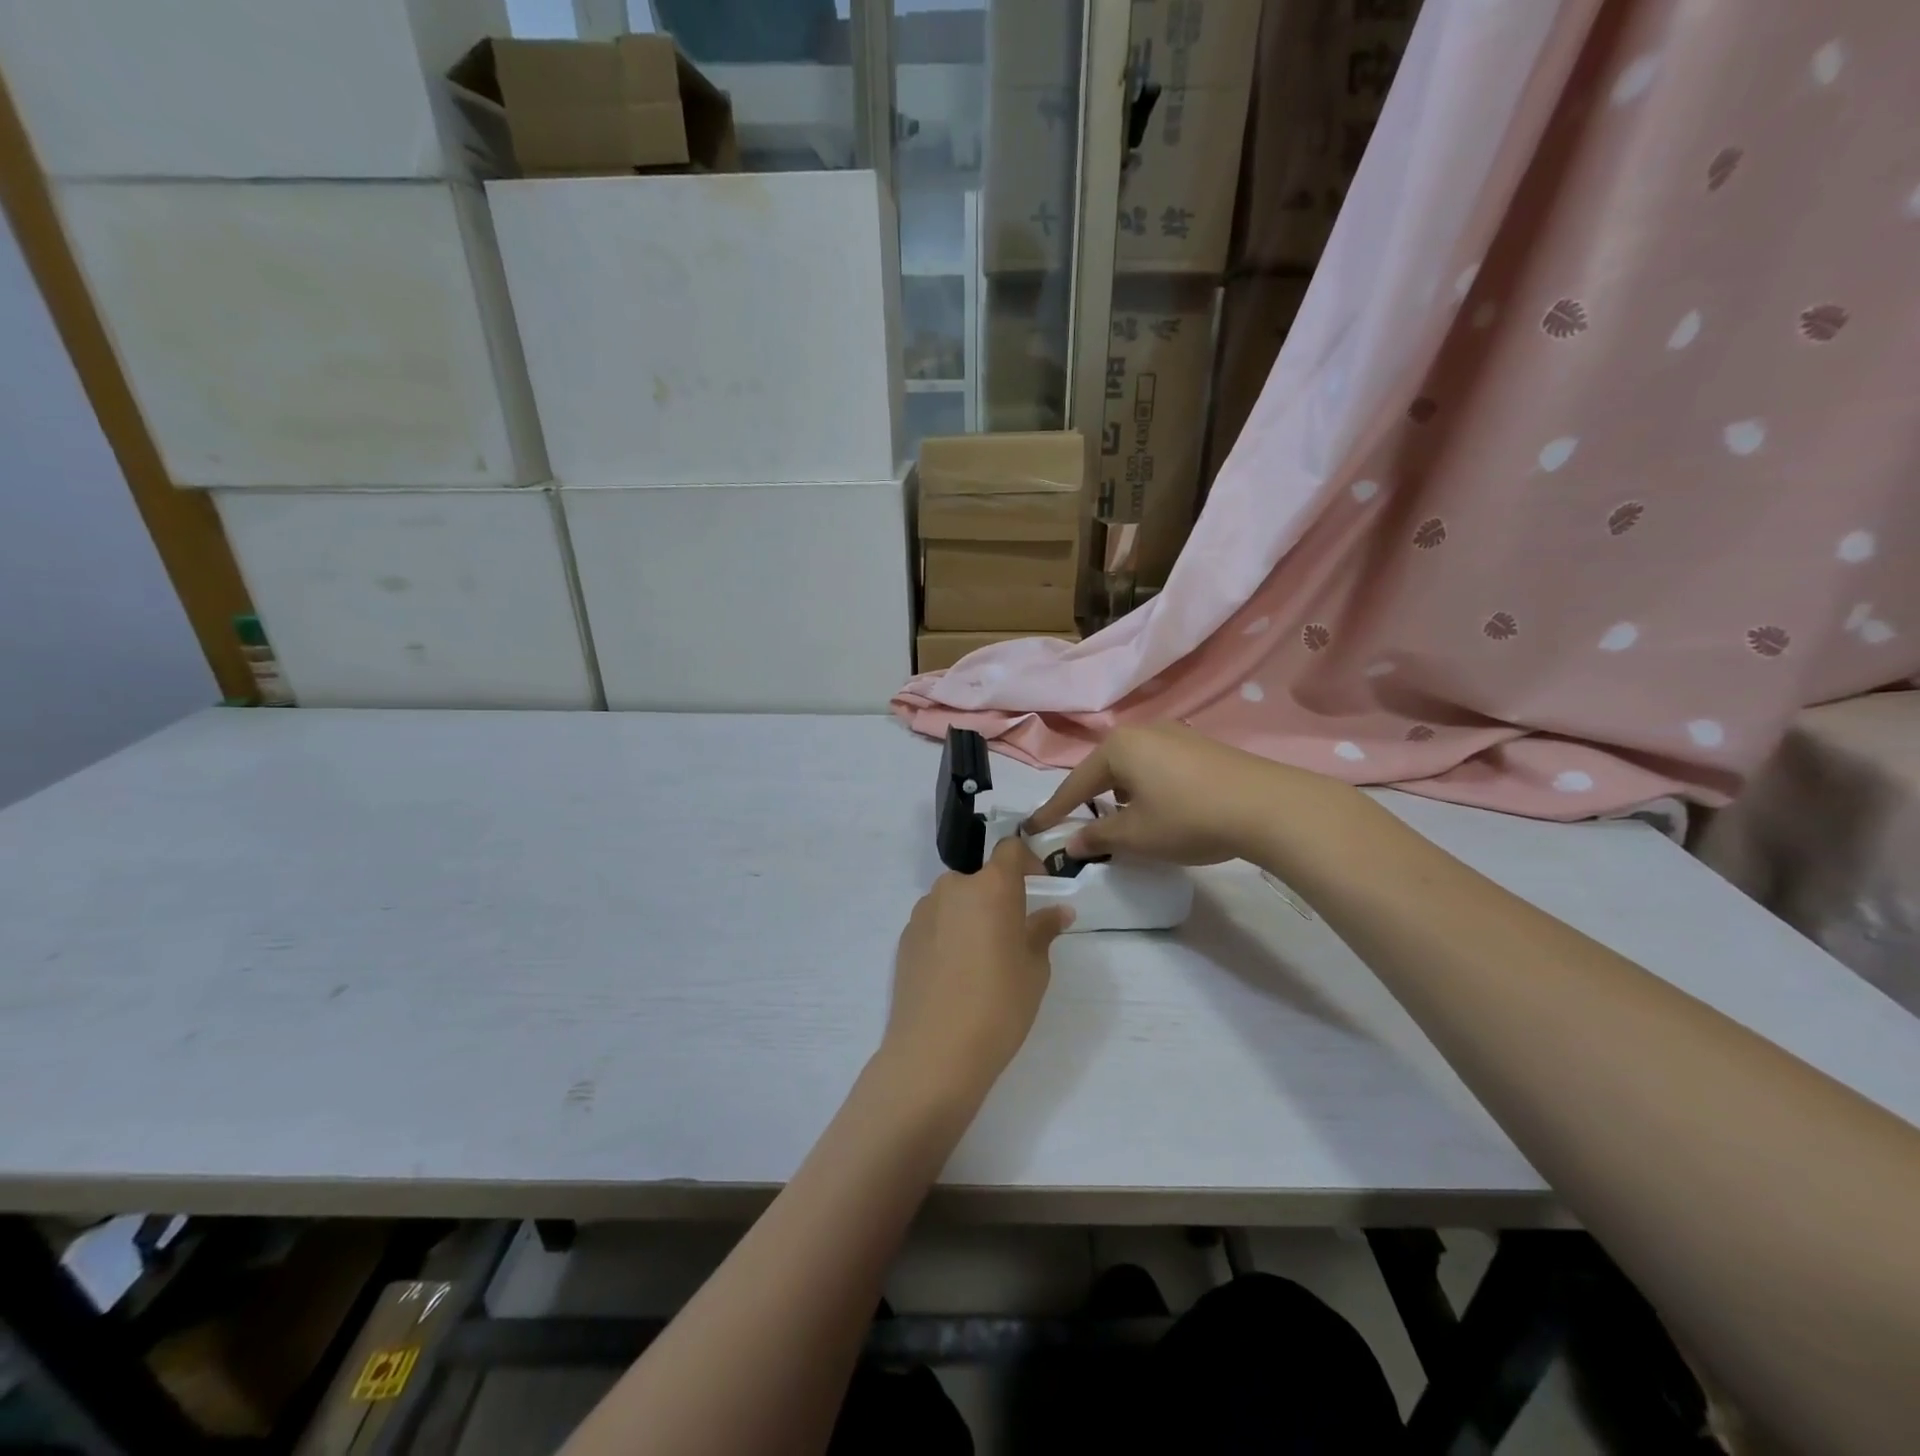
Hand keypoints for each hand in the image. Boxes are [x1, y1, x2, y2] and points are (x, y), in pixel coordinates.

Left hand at [883, 837, 1073, 1104]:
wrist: (935, 1052)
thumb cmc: (998, 1005)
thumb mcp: (1034, 969)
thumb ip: (1043, 931)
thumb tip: (1058, 911)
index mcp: (991, 887)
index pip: (1009, 849)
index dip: (1027, 862)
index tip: (1039, 888)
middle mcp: (953, 888)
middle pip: (981, 879)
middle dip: (999, 898)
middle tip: (1012, 936)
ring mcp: (923, 911)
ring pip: (956, 902)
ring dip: (972, 916)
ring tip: (982, 961)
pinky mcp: (905, 937)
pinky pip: (936, 923)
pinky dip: (949, 935)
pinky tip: (955, 975)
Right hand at [1025, 722, 1358, 866]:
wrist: (1268, 807)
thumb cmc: (1188, 818)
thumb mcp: (1136, 836)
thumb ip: (1098, 838)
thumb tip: (1071, 844)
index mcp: (1118, 747)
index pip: (1075, 784)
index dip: (1053, 811)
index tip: (1033, 829)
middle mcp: (1143, 731)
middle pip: (1103, 770)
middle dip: (1089, 799)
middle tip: (1076, 824)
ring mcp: (1175, 734)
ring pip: (1132, 767)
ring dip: (1119, 794)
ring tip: (1118, 820)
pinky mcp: (1200, 746)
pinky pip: (1158, 766)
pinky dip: (1146, 788)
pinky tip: (1157, 809)